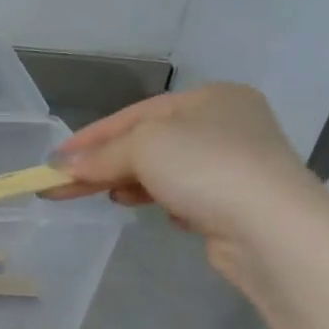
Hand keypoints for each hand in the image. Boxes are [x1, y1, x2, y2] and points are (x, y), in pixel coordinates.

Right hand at [47, 84, 328, 284]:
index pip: (134, 113)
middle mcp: (227, 125)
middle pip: (147, 142)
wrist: (273, 230)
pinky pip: (183, 194)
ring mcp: (236, 166)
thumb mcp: (142, 147)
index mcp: (210, 98)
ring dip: (127, 182)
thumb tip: (61, 166)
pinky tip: (143, 208)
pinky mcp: (237, 203)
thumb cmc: (206, 167)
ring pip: (163, 170)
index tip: (55, 159)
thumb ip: (99, 155)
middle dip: (104, 163)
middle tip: (62, 184)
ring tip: (103, 196)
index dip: (90, 136)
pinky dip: (158, 199)